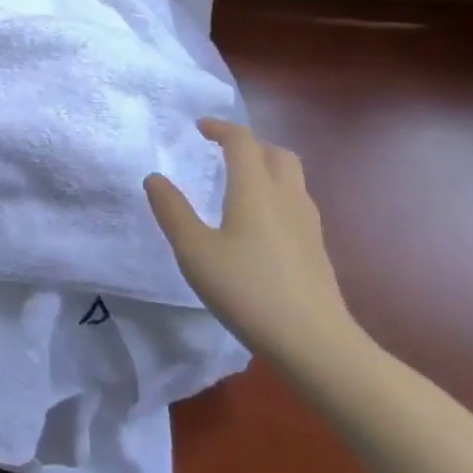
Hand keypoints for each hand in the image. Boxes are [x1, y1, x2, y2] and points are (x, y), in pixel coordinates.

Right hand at [145, 119, 361, 370]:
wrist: (317, 344)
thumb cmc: (248, 291)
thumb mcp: (195, 252)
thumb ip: (173, 212)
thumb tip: (154, 178)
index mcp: (255, 188)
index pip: (242, 140)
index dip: (221, 128)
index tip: (200, 128)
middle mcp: (286, 196)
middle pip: (275, 152)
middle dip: (249, 144)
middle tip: (223, 153)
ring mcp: (308, 223)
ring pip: (292, 177)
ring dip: (267, 168)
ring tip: (241, 185)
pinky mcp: (318, 249)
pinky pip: (297, 203)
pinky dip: (277, 196)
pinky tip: (262, 225)